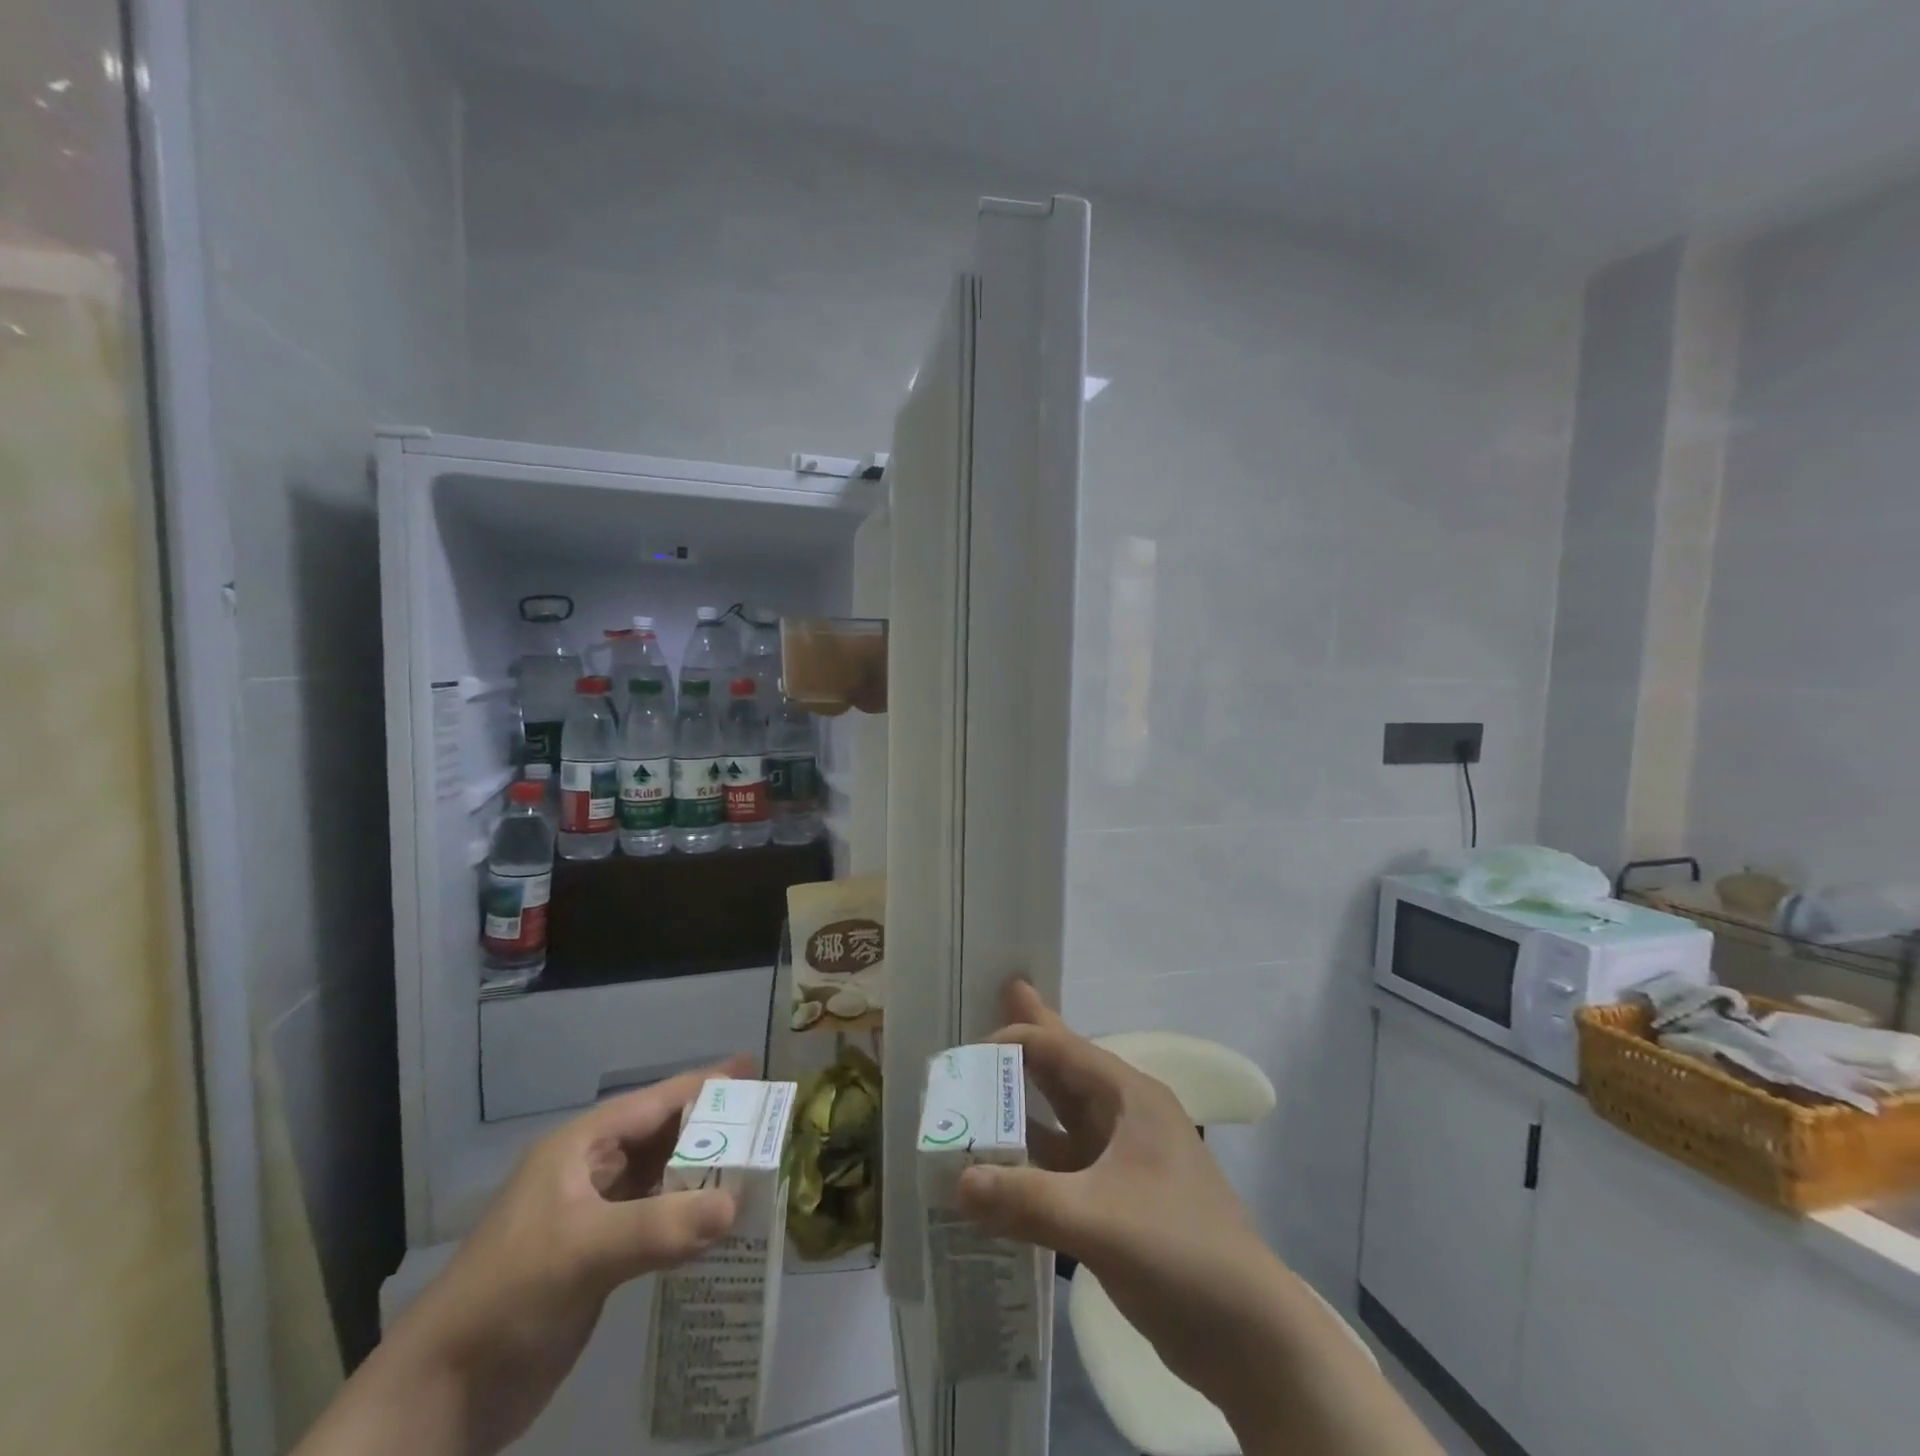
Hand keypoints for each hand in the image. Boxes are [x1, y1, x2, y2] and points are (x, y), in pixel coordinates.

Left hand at [370, 1058, 749, 1451]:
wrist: (440, 1396)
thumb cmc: (508, 1297)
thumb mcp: (584, 1252)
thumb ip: (661, 1225)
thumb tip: (737, 1203)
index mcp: (581, 1148)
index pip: (656, 1102)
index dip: (706, 1085)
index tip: (754, 1071)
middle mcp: (590, 1172)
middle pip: (664, 1136)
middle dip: (713, 1127)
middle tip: (768, 1123)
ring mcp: (594, 1216)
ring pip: (663, 1178)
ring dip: (705, 1173)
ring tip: (758, 1168)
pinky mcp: (598, 1259)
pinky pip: (657, 1221)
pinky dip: (689, 1217)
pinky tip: (722, 1224)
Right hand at [955, 983, 1270, 1407]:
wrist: (1250, 1337)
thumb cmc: (1180, 1251)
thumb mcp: (1098, 1219)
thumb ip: (1024, 1198)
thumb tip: (956, 1181)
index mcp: (1130, 1098)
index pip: (1062, 1049)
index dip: (1014, 1040)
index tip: (965, 1052)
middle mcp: (1125, 1118)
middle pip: (1063, 1072)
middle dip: (1026, 1045)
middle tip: (990, 1005)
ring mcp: (1122, 1161)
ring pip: (1060, 1120)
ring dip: (1021, 1108)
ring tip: (978, 1089)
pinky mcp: (1118, 1202)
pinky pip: (1062, 1167)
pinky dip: (1030, 1161)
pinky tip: (997, 1167)